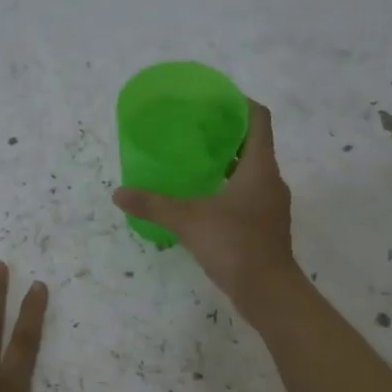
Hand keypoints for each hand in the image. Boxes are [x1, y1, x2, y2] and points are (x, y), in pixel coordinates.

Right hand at [111, 100, 298, 312]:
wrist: (268, 291)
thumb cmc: (234, 244)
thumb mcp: (188, 221)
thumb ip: (154, 205)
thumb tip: (119, 194)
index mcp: (260, 167)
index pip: (258, 119)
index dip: (239, 104)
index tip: (215, 101)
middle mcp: (271, 181)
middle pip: (254, 146)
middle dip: (227, 137)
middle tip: (195, 133)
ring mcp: (271, 206)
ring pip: (251, 174)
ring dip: (228, 166)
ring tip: (196, 165)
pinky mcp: (266, 228)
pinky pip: (249, 197)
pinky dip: (230, 191)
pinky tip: (206, 202)